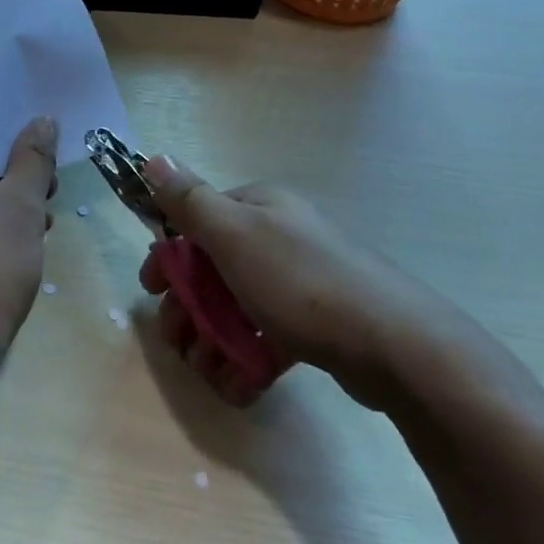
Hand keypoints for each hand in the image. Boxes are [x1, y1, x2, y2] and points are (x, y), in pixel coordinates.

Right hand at [139, 154, 473, 410]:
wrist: (394, 345)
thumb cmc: (301, 282)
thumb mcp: (234, 234)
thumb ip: (189, 200)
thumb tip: (152, 157)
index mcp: (258, 208)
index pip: (197, 222)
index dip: (168, 258)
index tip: (149, 293)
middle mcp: (278, 236)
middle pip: (213, 270)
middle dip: (188, 309)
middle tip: (177, 344)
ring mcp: (299, 281)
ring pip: (237, 308)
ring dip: (213, 341)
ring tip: (208, 372)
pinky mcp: (317, 325)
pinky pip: (268, 337)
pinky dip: (247, 360)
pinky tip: (239, 386)